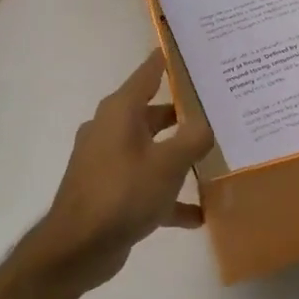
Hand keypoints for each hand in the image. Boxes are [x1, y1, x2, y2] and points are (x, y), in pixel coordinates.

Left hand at [19, 52, 214, 295]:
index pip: (149, 72)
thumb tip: (209, 121)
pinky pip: (147, 185)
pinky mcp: (110, 191)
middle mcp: (112, 129)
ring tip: (216, 159)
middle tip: (220, 109)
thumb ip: (194, 138)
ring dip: (180, 156)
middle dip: (186, 114)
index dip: (170, 59)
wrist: (77, 249)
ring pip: (152, 150)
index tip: (194, 50)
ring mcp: (109, 161)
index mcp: (121, 112)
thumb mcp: (168, 163)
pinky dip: (169, 195)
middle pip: (155, 112)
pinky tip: (199, 214)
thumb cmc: (123, 193)